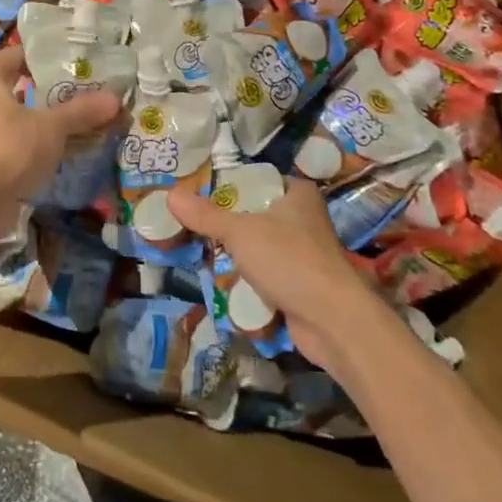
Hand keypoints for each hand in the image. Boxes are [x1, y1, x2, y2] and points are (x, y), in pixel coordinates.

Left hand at [0, 45, 119, 244]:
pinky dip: (22, 131)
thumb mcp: (51, 129)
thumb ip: (81, 111)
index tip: (83, 70)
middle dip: (49, 88)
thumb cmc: (7, 152)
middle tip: (83, 93)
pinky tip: (51, 141)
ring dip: (37, 112)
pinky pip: (0, 127)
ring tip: (73, 117)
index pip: (24, 54)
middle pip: (17, 79)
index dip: (55, 62)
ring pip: (9, 105)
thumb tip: (115, 98)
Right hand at [168, 179, 374, 371]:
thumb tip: (169, 194)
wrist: (332, 321)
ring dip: (239, 255)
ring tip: (202, 251)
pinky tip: (224, 281)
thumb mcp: (240, 232)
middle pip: (257, 214)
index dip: (230, 186)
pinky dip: (250, 280)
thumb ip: (205, 215)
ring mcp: (307, 254)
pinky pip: (269, 276)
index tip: (200, 193)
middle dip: (229, 223)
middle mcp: (306, 219)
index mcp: (298, 194)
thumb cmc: (289, 260)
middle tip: (194, 224)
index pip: (258, 180)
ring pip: (262, 247)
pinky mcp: (303, 286)